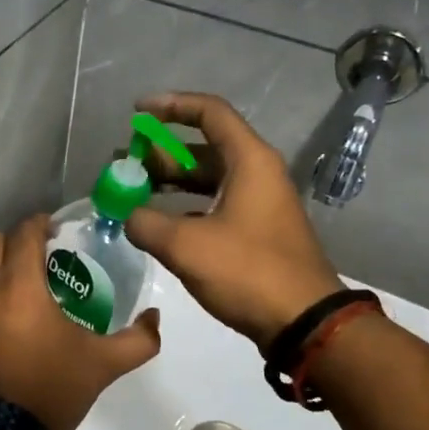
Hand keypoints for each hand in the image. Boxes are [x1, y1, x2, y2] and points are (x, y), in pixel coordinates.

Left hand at [0, 213, 161, 429]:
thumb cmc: (48, 392)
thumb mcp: (101, 366)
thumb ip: (137, 340)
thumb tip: (155, 318)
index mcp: (19, 286)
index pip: (24, 232)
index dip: (39, 224)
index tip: (52, 229)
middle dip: (11, 243)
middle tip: (31, 260)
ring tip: (9, 300)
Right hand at [124, 92, 343, 350]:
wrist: (304, 323)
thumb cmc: (248, 272)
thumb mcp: (187, 245)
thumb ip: (146, 223)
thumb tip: (129, 216)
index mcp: (249, 160)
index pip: (209, 112)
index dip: (171, 106)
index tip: (137, 113)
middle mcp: (257, 173)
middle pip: (204, 147)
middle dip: (161, 152)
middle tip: (124, 163)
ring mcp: (259, 204)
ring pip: (209, 179)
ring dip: (171, 181)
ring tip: (133, 191)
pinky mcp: (257, 232)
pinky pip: (215, 204)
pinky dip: (185, 207)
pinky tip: (158, 224)